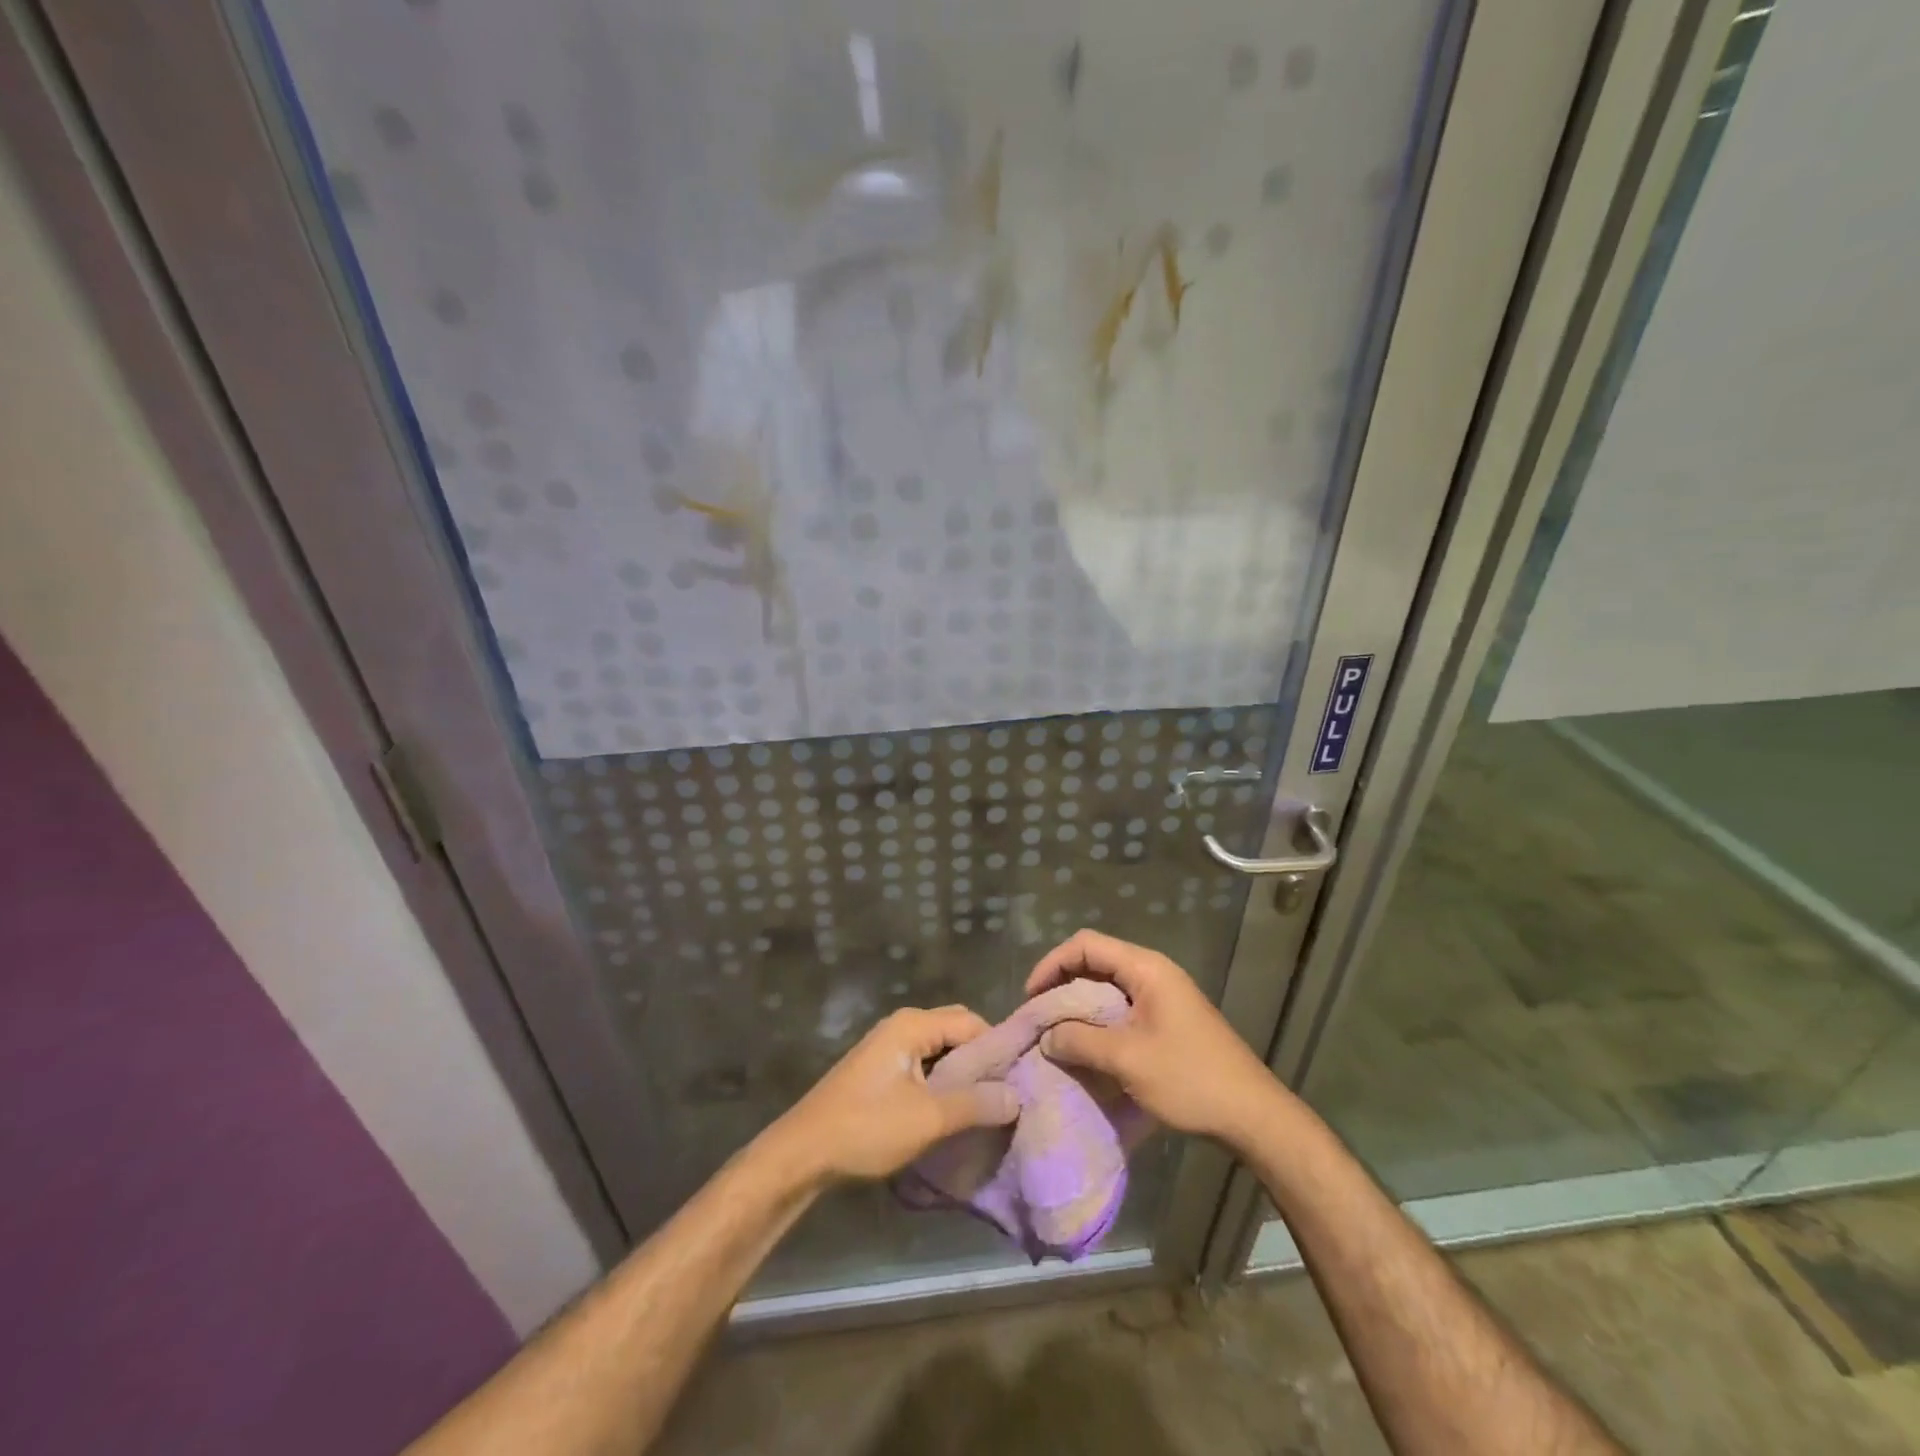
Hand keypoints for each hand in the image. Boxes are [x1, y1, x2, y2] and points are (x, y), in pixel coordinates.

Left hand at [763, 1006, 1019, 1185]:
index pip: (972, 1022)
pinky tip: (954, 1113)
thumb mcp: (928, 1118)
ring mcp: (888, 1048)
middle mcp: (902, 1026)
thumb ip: (975, 1104)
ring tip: (987, 1107)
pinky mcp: (880, 1072)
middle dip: (982, 1061)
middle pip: (956, 1032)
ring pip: (940, 1052)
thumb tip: (1017, 1096)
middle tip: (1006, 1095)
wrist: (802, 1154)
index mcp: (913, 1024)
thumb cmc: (867, 1127)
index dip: (999, 1048)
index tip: (1022, 1079)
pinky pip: (924, 1067)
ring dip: (962, 1076)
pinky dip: (942, 1084)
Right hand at [1026, 929, 1284, 1147]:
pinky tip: (1086, 1047)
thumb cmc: (1189, 1079)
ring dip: (1079, 1006)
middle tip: (1038, 1017)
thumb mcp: (1127, 1060)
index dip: (1052, 964)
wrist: (1252, 1115)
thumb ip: (1080, 1041)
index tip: (1031, 997)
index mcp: (1146, 968)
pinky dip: (1098, 1021)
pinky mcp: (1167, 1020)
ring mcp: (1163, 996)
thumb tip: (1046, 1036)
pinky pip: (1122, 1008)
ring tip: (1055, 1034)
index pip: (1086, 944)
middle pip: (1095, 961)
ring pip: (1107, 987)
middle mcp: (1153, 973)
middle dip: (1062, 985)